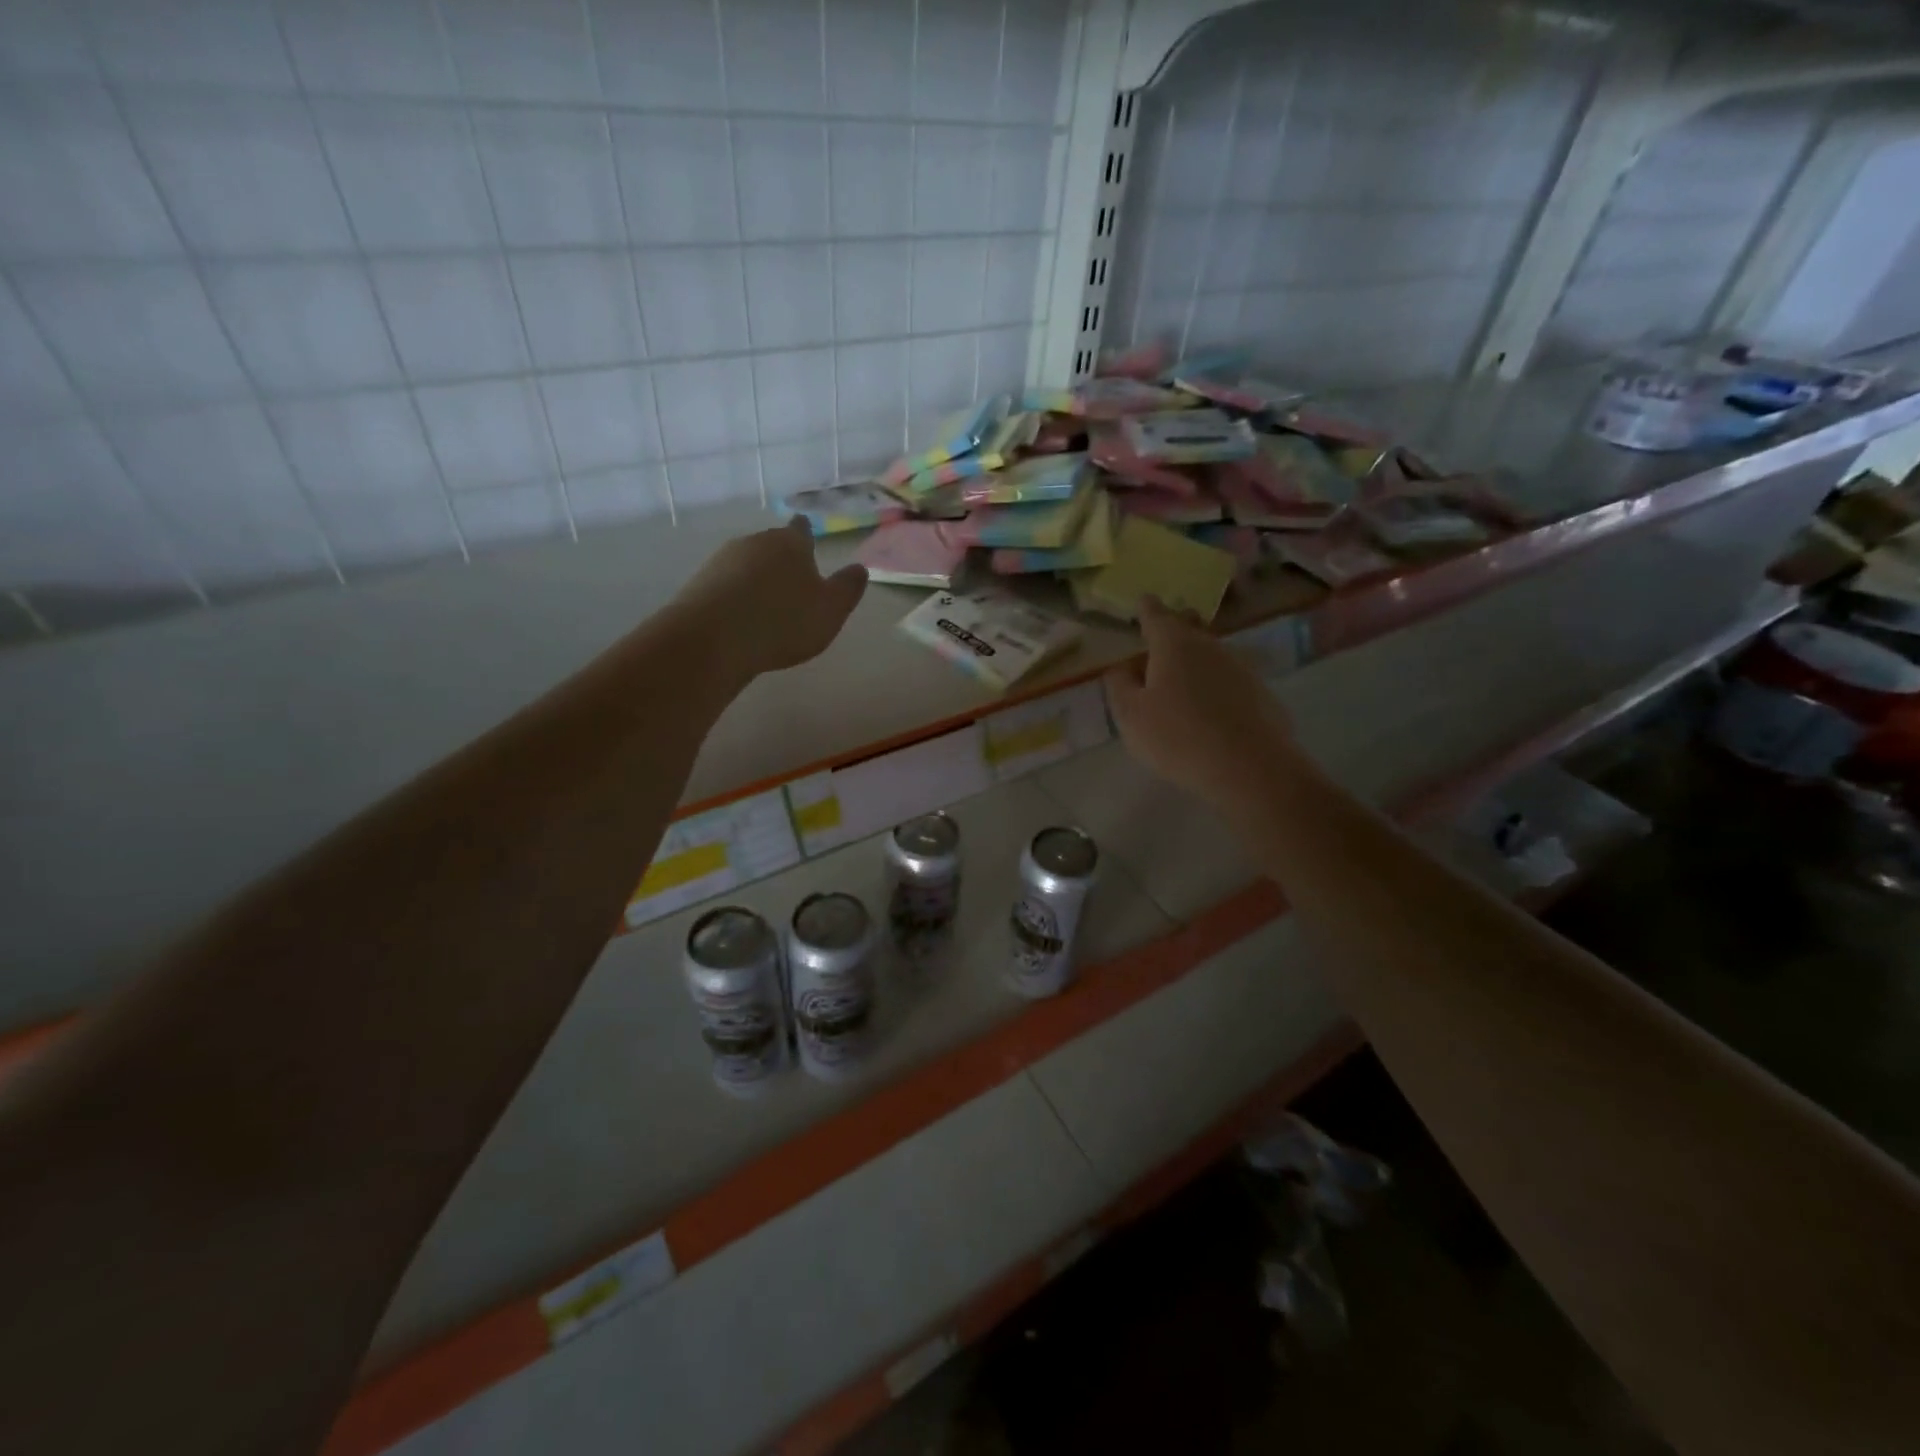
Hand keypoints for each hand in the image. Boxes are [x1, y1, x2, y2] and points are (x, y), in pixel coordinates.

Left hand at [673, 518, 867, 677]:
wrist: (713, 639)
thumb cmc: (784, 621)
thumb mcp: (831, 610)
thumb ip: (847, 588)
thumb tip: (859, 568)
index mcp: (791, 543)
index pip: (801, 529)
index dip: (806, 535)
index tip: (809, 541)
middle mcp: (754, 542)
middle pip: (771, 545)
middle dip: (781, 561)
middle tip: (793, 584)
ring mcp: (722, 561)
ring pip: (746, 565)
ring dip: (756, 580)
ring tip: (767, 607)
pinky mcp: (699, 584)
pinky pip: (725, 586)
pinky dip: (735, 597)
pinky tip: (741, 620)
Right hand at [1105, 597, 1294, 809]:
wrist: (1250, 767)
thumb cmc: (1178, 737)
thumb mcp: (1131, 716)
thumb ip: (1120, 687)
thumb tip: (1120, 667)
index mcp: (1173, 644)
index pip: (1156, 615)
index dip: (1146, 608)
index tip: (1143, 601)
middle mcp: (1209, 646)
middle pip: (1190, 627)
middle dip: (1176, 625)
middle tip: (1164, 631)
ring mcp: (1240, 667)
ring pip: (1212, 653)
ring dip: (1196, 658)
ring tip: (1183, 676)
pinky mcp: (1260, 693)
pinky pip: (1230, 679)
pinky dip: (1216, 684)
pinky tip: (1211, 707)